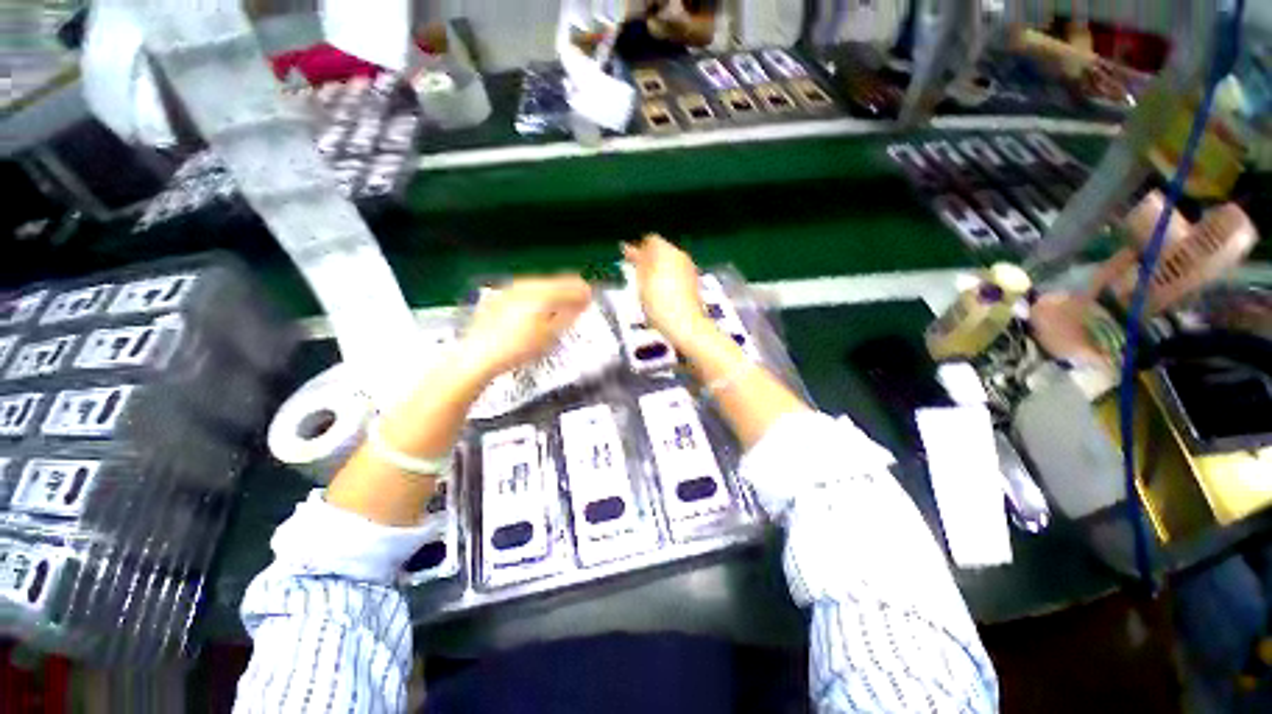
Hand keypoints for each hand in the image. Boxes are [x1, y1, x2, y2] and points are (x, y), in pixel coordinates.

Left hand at [459, 275, 592, 379]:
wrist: (479, 355)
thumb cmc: (518, 349)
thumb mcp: (551, 335)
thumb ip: (569, 315)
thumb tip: (582, 302)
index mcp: (543, 294)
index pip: (571, 286)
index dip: (584, 292)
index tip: (590, 298)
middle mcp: (527, 285)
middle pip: (556, 281)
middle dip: (569, 291)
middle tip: (578, 303)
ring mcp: (512, 289)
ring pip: (541, 283)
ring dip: (554, 292)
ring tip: (560, 307)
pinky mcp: (501, 295)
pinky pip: (527, 289)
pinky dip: (538, 295)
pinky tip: (538, 308)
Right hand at [622, 234, 711, 344]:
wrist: (685, 325)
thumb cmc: (659, 303)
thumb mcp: (641, 281)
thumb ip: (637, 262)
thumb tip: (630, 248)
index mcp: (666, 250)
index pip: (650, 240)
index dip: (637, 249)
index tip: (627, 258)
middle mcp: (680, 256)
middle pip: (662, 251)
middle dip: (648, 259)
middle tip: (634, 272)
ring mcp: (689, 270)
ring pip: (669, 263)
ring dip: (657, 270)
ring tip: (645, 286)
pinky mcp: (694, 284)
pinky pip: (676, 275)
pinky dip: (667, 280)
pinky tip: (659, 294)